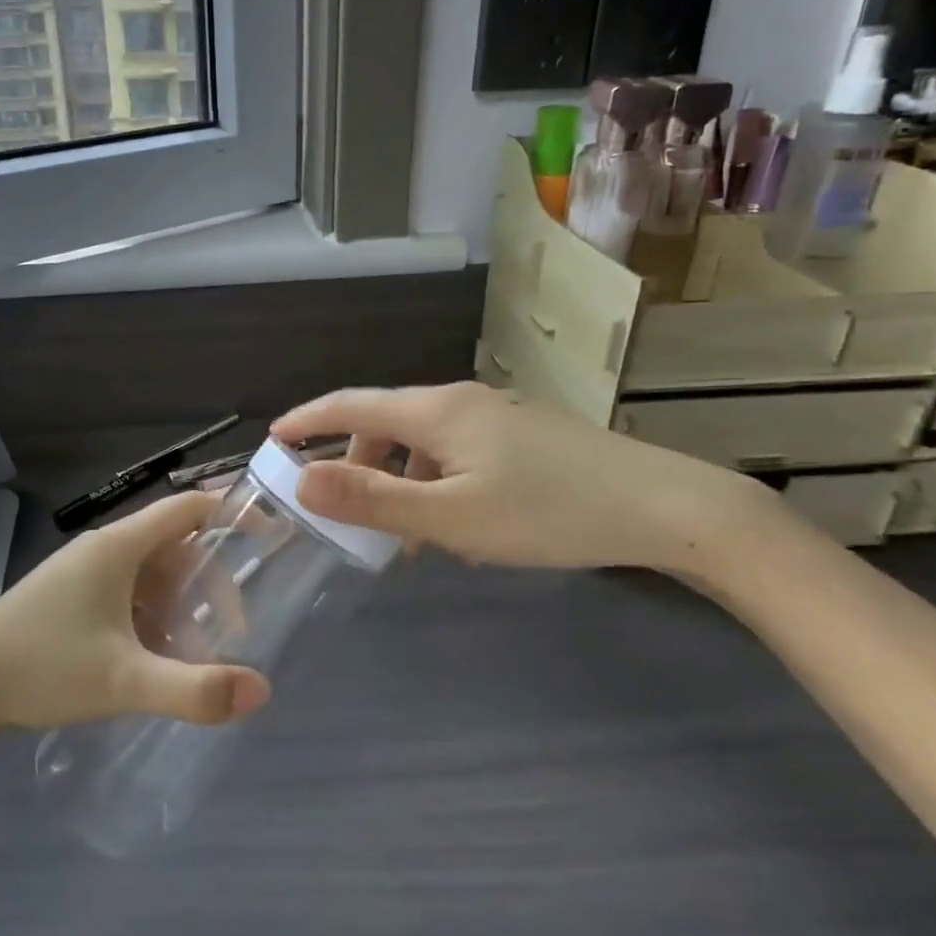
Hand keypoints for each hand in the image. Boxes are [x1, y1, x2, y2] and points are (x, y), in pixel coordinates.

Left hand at [0, 492, 272, 733]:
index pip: (188, 509)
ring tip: (197, 657)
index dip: (231, 515)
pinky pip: (127, 597)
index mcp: (119, 547)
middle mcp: (103, 550)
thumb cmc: (41, 667)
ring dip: (181, 609)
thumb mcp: (123, 680)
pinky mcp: (70, 600)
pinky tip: (155, 662)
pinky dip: (152, 621)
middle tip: (234, 633)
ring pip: (151, 578)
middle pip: (175, 550)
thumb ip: (194, 689)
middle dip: (210, 587)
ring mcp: (83, 575)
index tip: (269, 537)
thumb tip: (261, 692)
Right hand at [271, 382, 769, 574]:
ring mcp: (498, 415)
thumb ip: (373, 499)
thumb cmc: (547, 512)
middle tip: (347, 514)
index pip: (351, 404)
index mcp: (436, 411)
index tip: (273, 437)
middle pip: (387, 422)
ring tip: (406, 535)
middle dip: (357, 463)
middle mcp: (461, 401)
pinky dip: (436, 481)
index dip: (308, 418)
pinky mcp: (524, 435)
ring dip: (400, 479)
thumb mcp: (451, 516)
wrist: (662, 506)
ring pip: (424, 441)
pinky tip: (459, 522)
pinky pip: (457, 451)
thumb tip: (302, 479)